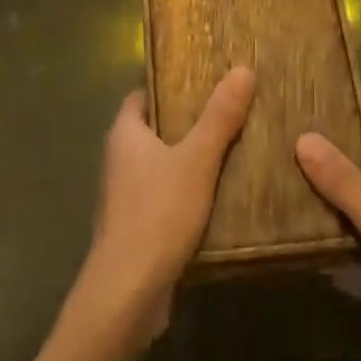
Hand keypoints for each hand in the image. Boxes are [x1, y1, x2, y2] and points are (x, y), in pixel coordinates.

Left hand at [74, 67, 255, 345]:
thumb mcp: (197, 159)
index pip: (143, 94)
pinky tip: (219, 195)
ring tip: (233, 147)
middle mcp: (119, 158)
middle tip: (228, 110)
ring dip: (189, 157)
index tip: (203, 78)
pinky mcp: (136, 225)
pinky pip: (164, 195)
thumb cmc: (158, 212)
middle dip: (186, 120)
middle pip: (154, 127)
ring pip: (160, 163)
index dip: (169, 84)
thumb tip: (242, 69)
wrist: (128, 291)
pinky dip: (187, 190)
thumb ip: (219, 117)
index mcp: (124, 133)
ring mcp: (124, 195)